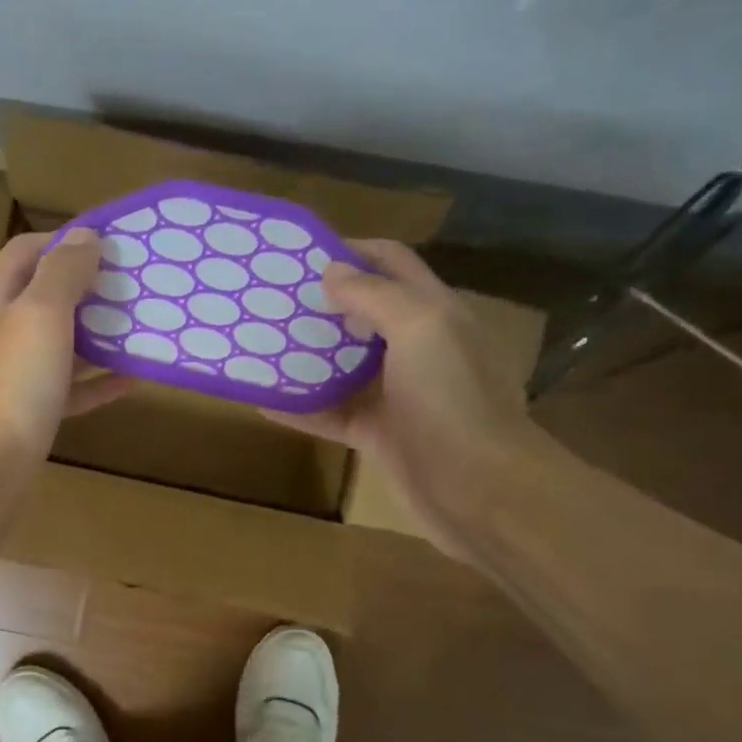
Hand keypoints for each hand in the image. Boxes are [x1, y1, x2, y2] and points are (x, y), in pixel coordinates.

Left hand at [0, 229, 131, 478]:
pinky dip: (96, 381)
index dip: (67, 240)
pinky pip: (67, 387)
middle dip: (89, 288)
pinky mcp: (27, 411)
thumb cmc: (12, 385)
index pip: (27, 250)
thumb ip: (63, 271)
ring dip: (97, 334)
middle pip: (45, 296)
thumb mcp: (40, 315)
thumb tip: (85, 235)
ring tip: (141, 327)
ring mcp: (10, 374)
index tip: (114, 245)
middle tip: (136, 287)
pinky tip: (132, 379)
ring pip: (59, 343)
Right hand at [264, 240, 551, 560]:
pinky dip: (300, 409)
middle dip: (321, 302)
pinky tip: (263, 401)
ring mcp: (398, 395)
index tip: (300, 253)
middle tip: (271, 299)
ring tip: (260, 343)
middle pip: (364, 313)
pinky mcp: (379, 435)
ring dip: (307, 355)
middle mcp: (418, 348)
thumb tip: (331, 270)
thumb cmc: (453, 399)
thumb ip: (375, 295)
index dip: (352, 250)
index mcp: (435, 312)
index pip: (392, 264)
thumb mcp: (420, 328)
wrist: (481, 490)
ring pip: (345, 366)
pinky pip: (332, 415)